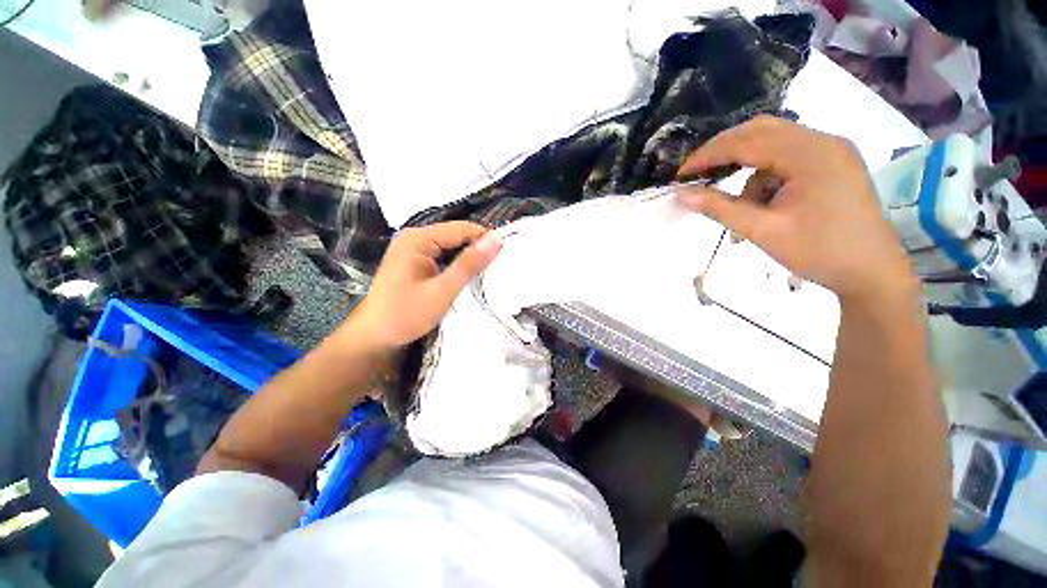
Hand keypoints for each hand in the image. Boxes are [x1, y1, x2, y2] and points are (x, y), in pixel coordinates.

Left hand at [348, 222, 500, 349]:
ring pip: (452, 247)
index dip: (486, 240)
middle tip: (501, 268)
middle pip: (457, 236)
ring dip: (470, 259)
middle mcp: (416, 237)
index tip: (507, 256)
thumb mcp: (442, 291)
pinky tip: (470, 277)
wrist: (374, 336)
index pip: (462, 229)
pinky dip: (459, 265)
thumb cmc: (406, 314)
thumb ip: (469, 265)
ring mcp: (414, 249)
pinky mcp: (416, 261)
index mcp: (419, 238)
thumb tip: (496, 240)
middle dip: (478, 250)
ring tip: (490, 273)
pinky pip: (445, 256)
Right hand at [676, 116, 915, 304]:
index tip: (680, 175)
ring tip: (739, 205)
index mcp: (811, 154)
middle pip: (761, 132)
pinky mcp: (832, 163)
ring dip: (747, 169)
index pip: (747, 142)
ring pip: (773, 144)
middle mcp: (823, 141)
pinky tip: (763, 204)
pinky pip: (788, 158)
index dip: (708, 155)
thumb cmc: (819, 252)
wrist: (872, 273)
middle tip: (698, 176)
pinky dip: (766, 177)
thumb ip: (719, 208)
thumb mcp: (762, 230)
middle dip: (725, 153)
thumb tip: (681, 195)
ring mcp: (831, 150)